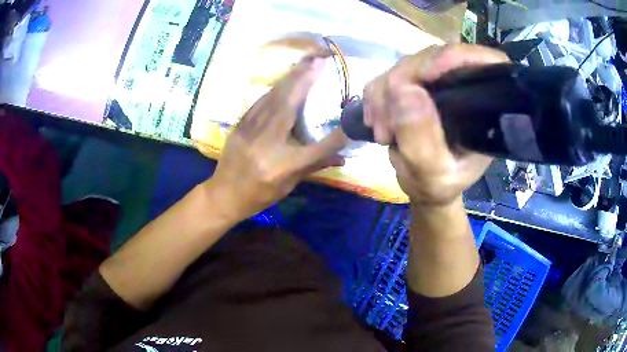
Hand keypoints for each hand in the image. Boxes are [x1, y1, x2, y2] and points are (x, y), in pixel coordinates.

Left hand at [207, 57, 348, 220]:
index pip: (316, 149)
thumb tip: (342, 156)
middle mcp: (266, 144)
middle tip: (319, 59)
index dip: (336, 134)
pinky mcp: (240, 125)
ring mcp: (249, 131)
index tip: (349, 108)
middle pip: (289, 106)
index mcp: (281, 166)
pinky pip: (260, 102)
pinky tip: (284, 80)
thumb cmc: (259, 194)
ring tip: (304, 63)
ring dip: (290, 78)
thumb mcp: (289, 185)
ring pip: (272, 98)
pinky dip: (275, 89)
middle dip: (305, 79)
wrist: (223, 195)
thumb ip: (315, 165)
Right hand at [363, 44, 508, 205]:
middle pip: (433, 57)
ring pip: (406, 64)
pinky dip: (376, 96)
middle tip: (386, 127)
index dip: (455, 57)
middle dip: (402, 84)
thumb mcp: (434, 176)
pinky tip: (376, 121)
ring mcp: (437, 81)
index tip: (425, 74)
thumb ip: (422, 142)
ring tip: (383, 132)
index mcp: (484, 107)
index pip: (483, 62)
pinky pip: (389, 74)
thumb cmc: (439, 186)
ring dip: (384, 95)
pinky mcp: (415, 83)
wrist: (424, 185)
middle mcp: (463, 86)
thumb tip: (403, 89)